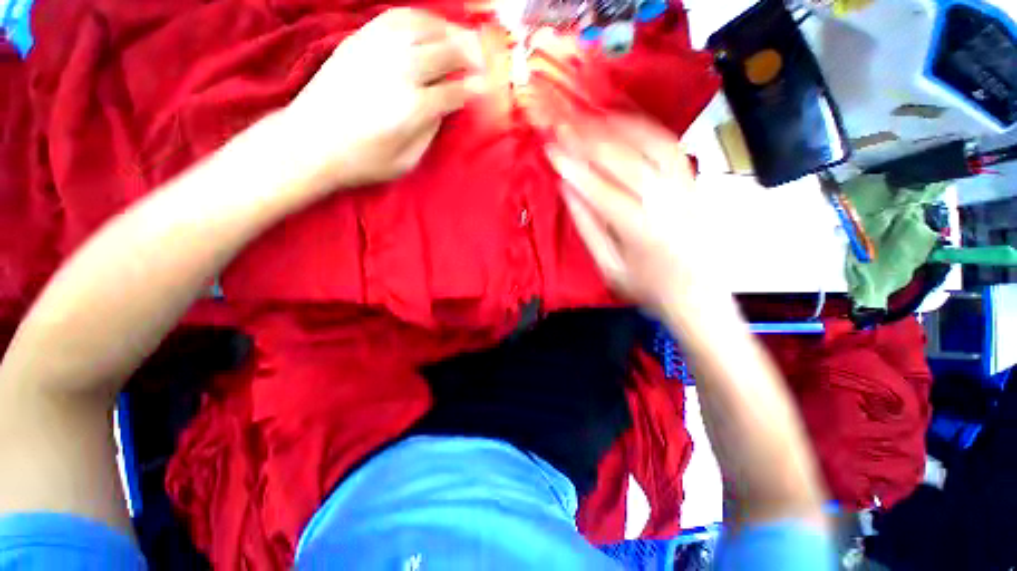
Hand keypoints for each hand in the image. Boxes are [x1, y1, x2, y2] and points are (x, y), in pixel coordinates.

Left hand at [284, 9, 483, 189]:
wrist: (310, 142)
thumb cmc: (361, 160)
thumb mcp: (405, 161)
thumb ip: (429, 133)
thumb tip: (443, 109)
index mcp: (413, 108)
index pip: (455, 91)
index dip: (474, 90)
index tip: (485, 88)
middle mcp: (400, 71)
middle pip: (446, 53)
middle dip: (469, 56)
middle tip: (480, 62)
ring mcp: (377, 50)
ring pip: (424, 27)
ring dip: (448, 30)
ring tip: (460, 37)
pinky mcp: (359, 40)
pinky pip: (396, 18)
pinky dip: (418, 18)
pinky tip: (428, 26)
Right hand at [546, 114, 726, 315]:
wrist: (697, 293)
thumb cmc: (647, 285)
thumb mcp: (609, 266)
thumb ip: (587, 226)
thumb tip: (567, 188)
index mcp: (639, 227)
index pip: (599, 188)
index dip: (573, 167)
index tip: (551, 150)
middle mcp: (665, 200)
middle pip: (623, 159)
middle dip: (589, 140)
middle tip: (563, 126)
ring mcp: (683, 186)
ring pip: (648, 144)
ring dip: (615, 127)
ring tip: (588, 119)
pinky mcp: (692, 181)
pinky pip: (668, 145)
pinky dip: (643, 128)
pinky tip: (623, 122)